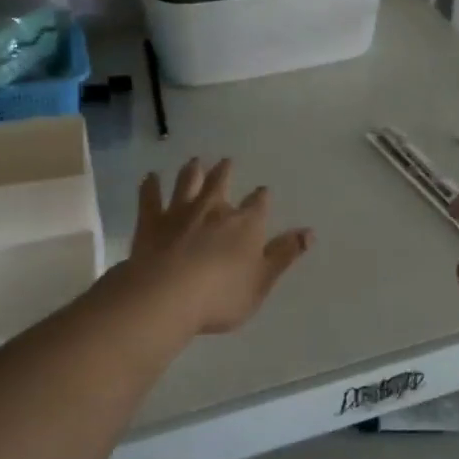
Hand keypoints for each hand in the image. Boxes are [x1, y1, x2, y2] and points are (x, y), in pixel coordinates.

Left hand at [127, 158, 313, 335]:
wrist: (167, 296)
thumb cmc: (222, 295)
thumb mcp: (262, 281)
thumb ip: (284, 254)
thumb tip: (309, 232)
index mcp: (245, 224)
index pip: (258, 204)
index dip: (261, 197)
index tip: (262, 191)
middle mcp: (214, 209)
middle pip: (220, 183)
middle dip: (225, 171)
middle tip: (226, 161)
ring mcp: (180, 212)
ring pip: (187, 183)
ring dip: (192, 171)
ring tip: (195, 161)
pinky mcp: (151, 221)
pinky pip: (150, 197)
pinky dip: (150, 185)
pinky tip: (150, 177)